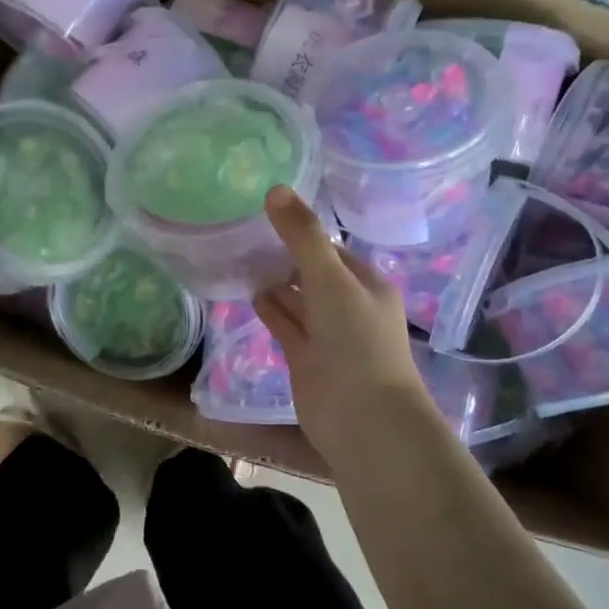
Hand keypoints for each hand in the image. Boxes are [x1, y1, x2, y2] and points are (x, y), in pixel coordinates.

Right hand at [253, 186, 434, 465]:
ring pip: (299, 301)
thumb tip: (275, 189)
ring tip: (242, 258)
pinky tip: (251, 293)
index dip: (303, 232)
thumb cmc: (355, 340)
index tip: (268, 214)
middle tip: (246, 233)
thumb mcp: (330, 279)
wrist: (363, 418)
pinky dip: (272, 310)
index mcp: (366, 284)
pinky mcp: (307, 360)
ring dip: (277, 283)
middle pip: (314, 274)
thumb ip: (302, 236)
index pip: (332, 249)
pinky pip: (287, 326)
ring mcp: (328, 336)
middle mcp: (349, 307)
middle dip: (287, 257)